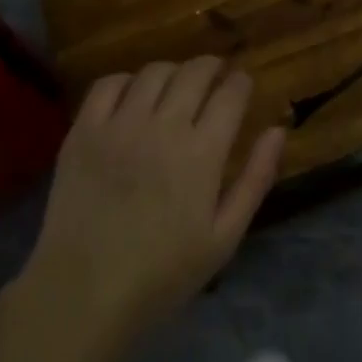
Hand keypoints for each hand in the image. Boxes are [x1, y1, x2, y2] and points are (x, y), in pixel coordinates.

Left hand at [23, 57, 285, 345]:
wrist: (83, 293)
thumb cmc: (162, 274)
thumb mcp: (224, 238)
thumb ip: (255, 179)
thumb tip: (278, 130)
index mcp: (202, 153)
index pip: (231, 93)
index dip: (241, 82)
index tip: (242, 85)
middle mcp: (163, 127)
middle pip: (195, 72)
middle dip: (213, 67)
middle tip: (215, 77)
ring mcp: (120, 125)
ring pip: (154, 72)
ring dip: (174, 72)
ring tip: (176, 87)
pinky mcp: (84, 131)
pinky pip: (108, 84)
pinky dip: (127, 81)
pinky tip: (133, 97)